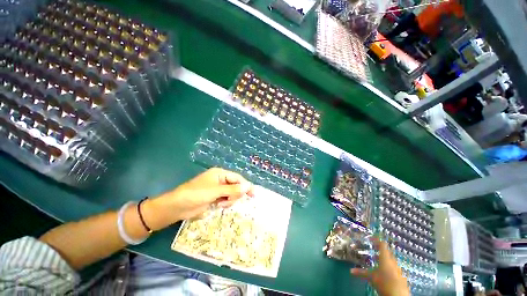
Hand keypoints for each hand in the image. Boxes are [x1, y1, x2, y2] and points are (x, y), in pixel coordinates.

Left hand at [142, 168, 253, 230]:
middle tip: (228, 201)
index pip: (237, 178)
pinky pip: (226, 199)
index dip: (245, 185)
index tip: (253, 194)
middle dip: (234, 194)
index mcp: (220, 174)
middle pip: (235, 186)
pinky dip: (225, 203)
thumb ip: (232, 190)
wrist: (176, 207)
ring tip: (220, 204)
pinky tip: (218, 205)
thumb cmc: (196, 194)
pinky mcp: (214, 197)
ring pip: (232, 194)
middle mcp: (220, 180)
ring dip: (229, 200)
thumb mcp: (215, 191)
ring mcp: (217, 189)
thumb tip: (248, 186)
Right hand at [351, 238, 409, 295]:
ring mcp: (398, 269)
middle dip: (380, 250)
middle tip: (372, 249)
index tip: (370, 238)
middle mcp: (393, 261)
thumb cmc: (384, 282)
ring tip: (377, 261)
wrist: (398, 295)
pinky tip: (384, 271)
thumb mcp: (371, 277)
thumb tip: (351, 270)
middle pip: (387, 252)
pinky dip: (388, 266)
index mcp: (385, 258)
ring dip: (384, 259)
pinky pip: (394, 267)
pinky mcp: (401, 276)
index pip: (382, 244)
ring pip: (391, 260)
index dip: (376, 240)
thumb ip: (361, 272)